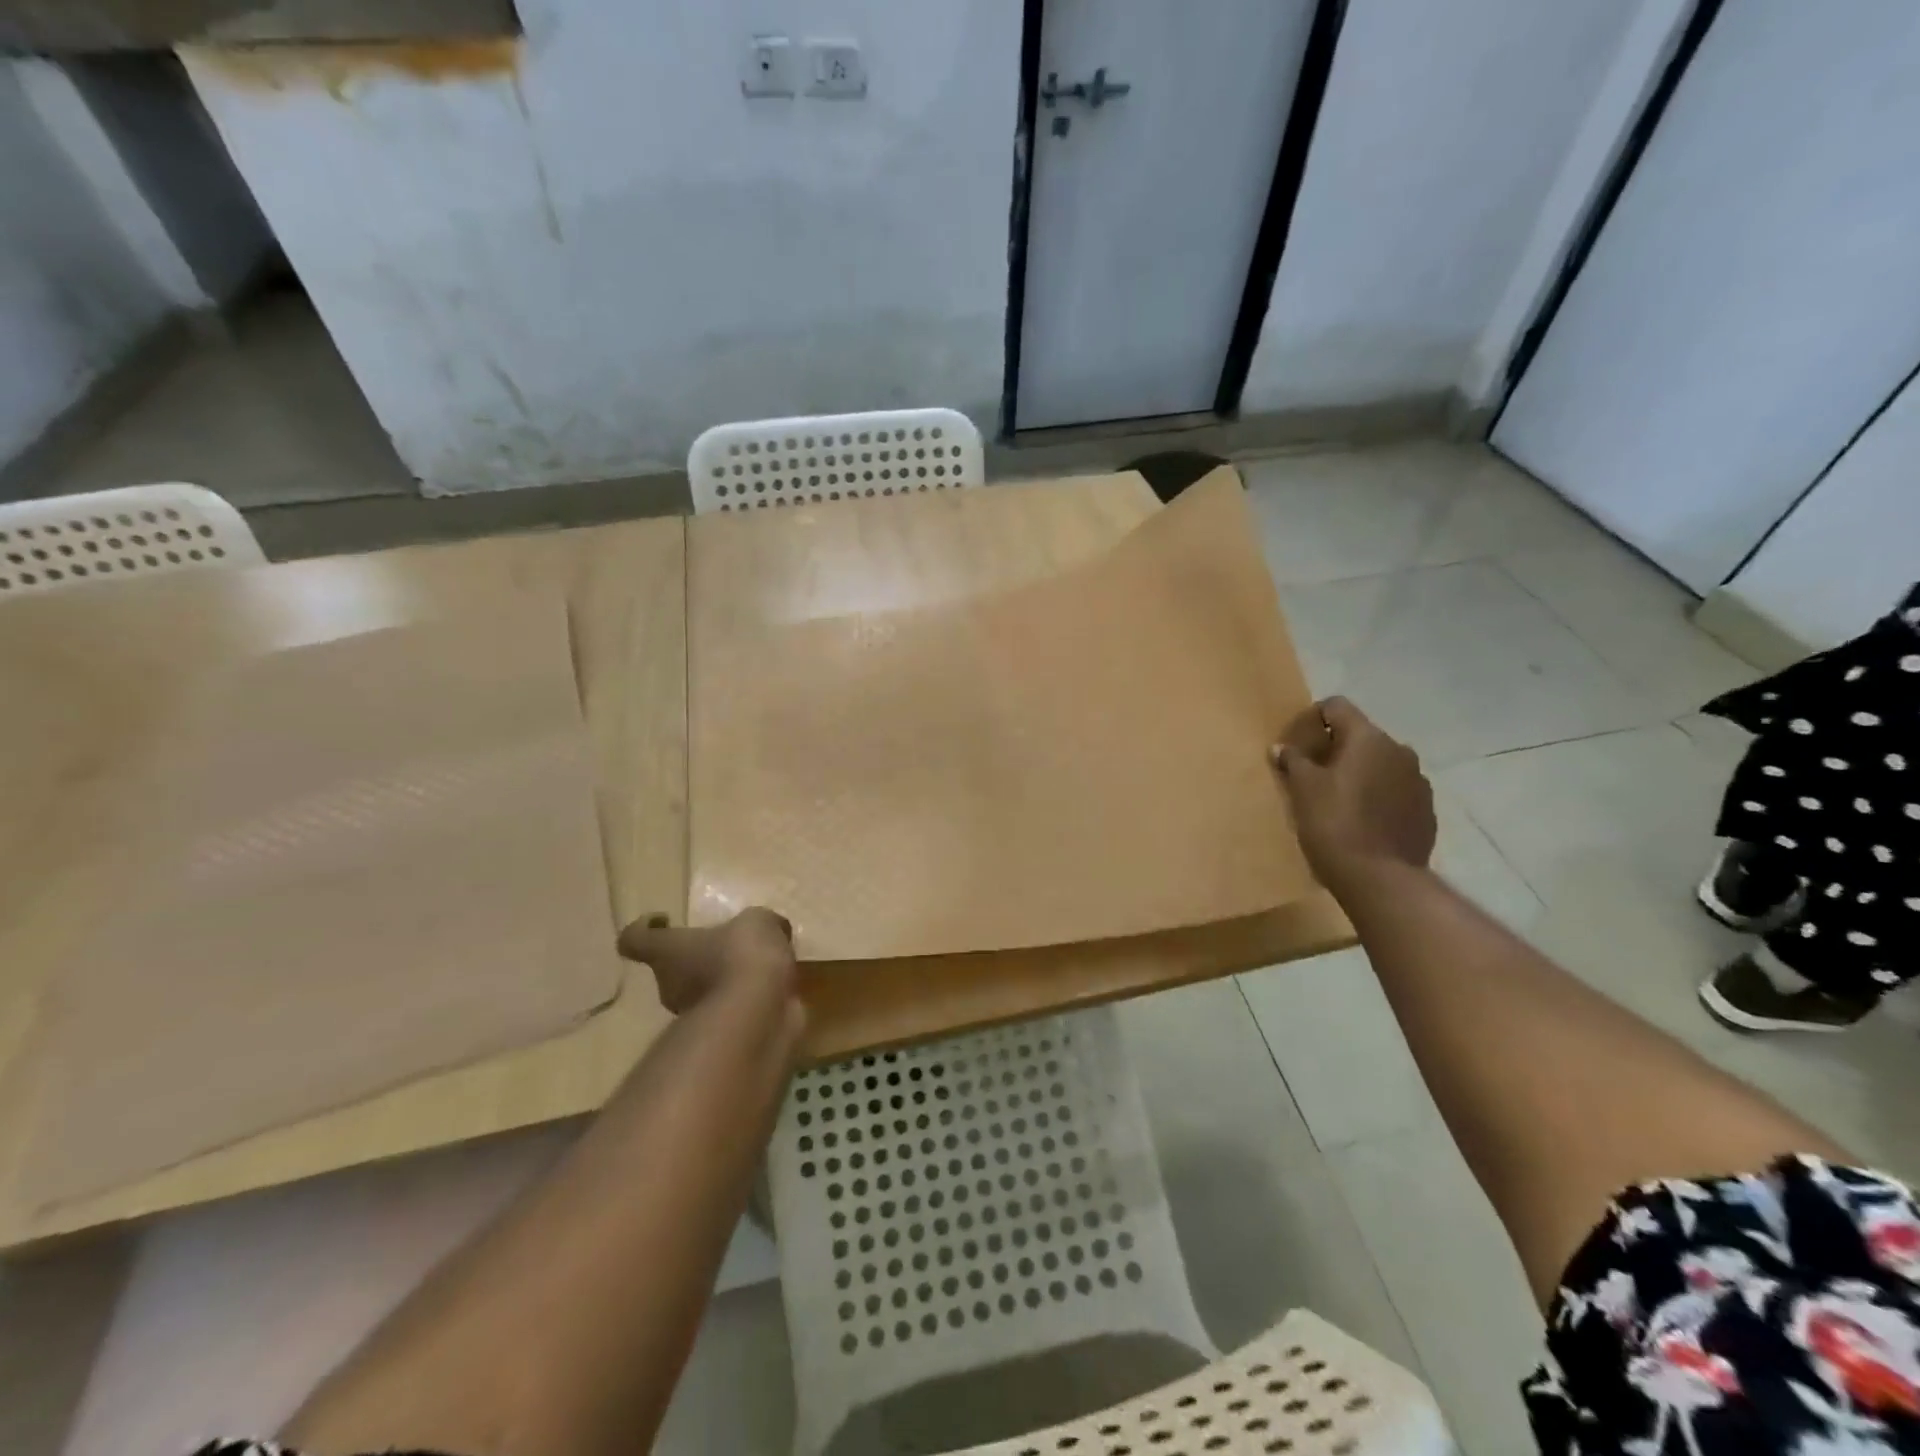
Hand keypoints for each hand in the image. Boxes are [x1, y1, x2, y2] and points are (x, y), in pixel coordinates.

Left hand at [616, 908, 796, 1014]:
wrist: (758, 1016)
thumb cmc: (742, 957)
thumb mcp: (757, 922)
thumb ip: (758, 924)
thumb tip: (770, 930)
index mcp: (667, 951)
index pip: (635, 939)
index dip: (644, 927)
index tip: (665, 919)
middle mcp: (670, 984)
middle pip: (672, 967)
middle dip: (698, 956)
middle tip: (730, 945)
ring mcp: (693, 1015)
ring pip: (702, 991)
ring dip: (724, 981)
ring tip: (761, 968)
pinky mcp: (719, 1036)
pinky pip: (729, 1011)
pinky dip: (745, 1002)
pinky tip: (774, 991)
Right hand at [1271, 696, 1435, 892]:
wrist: (1380, 879)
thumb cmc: (1334, 824)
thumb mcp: (1303, 790)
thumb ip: (1293, 761)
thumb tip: (1282, 747)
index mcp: (1368, 738)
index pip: (1337, 707)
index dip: (1313, 719)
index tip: (1297, 743)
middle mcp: (1399, 750)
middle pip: (1361, 736)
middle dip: (1336, 748)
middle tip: (1311, 774)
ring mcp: (1418, 781)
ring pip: (1380, 764)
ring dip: (1359, 773)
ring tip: (1337, 800)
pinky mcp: (1426, 810)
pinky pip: (1395, 791)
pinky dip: (1377, 797)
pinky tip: (1361, 821)